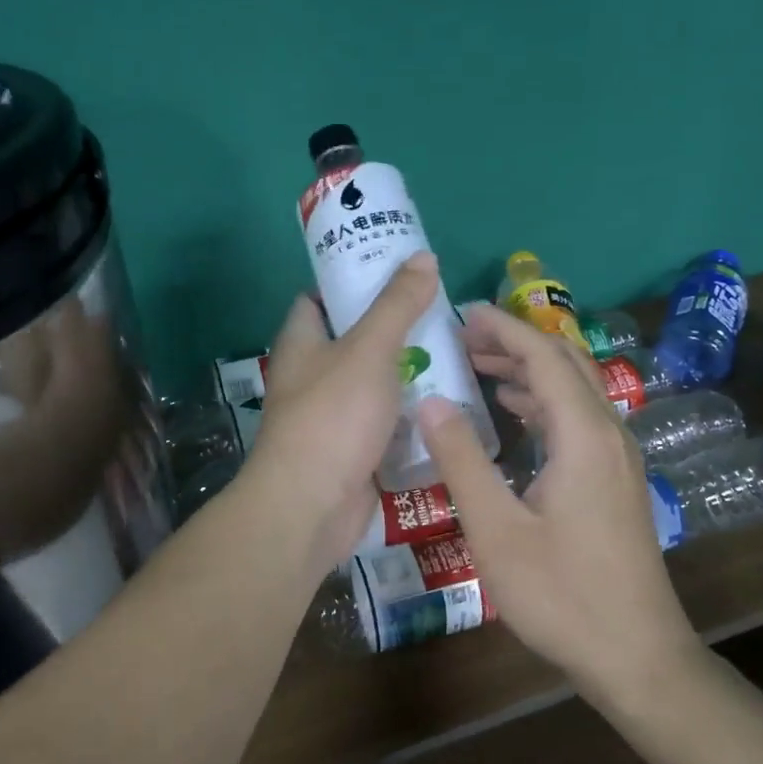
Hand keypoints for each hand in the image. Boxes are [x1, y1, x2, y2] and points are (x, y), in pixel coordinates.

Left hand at [243, 253, 442, 572]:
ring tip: (459, 354)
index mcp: (302, 343)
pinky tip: (451, 404)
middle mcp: (313, 376)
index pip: (319, 298)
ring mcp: (335, 417)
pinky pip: (389, 425)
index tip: (395, 270)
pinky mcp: (356, 451)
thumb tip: (424, 257)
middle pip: (356, 341)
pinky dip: (414, 416)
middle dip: (397, 329)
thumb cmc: (333, 417)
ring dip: (411, 374)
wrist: (312, 506)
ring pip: (377, 385)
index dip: (352, 280)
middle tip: (443, 315)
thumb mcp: (369, 349)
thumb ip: (397, 305)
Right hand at [417, 305, 698, 697]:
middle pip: (564, 364)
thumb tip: (431, 401)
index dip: (503, 328)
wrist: (637, 654)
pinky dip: (544, 402)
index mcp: (583, 435)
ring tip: (479, 368)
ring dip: (529, 372)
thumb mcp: (496, 529)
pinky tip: (514, 415)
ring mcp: (618, 457)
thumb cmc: (561, 594)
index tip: (462, 313)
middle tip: (463, 339)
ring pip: (574, 390)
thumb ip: (462, 460)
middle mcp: (608, 433)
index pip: (544, 356)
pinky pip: (579, 418)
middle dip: (515, 343)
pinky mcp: (617, 479)